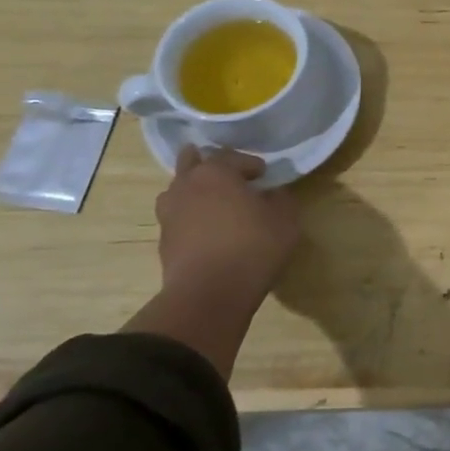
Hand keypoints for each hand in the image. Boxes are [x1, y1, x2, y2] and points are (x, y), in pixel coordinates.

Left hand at [154, 146, 300, 299]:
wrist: (209, 293)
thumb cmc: (253, 247)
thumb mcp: (286, 220)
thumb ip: (282, 199)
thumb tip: (274, 194)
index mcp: (216, 172)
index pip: (233, 156)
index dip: (251, 164)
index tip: (264, 176)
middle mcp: (186, 185)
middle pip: (192, 163)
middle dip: (209, 164)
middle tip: (228, 176)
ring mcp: (169, 213)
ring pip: (179, 190)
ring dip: (195, 191)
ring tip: (214, 204)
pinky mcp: (163, 241)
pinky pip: (177, 218)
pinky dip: (190, 218)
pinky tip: (206, 231)